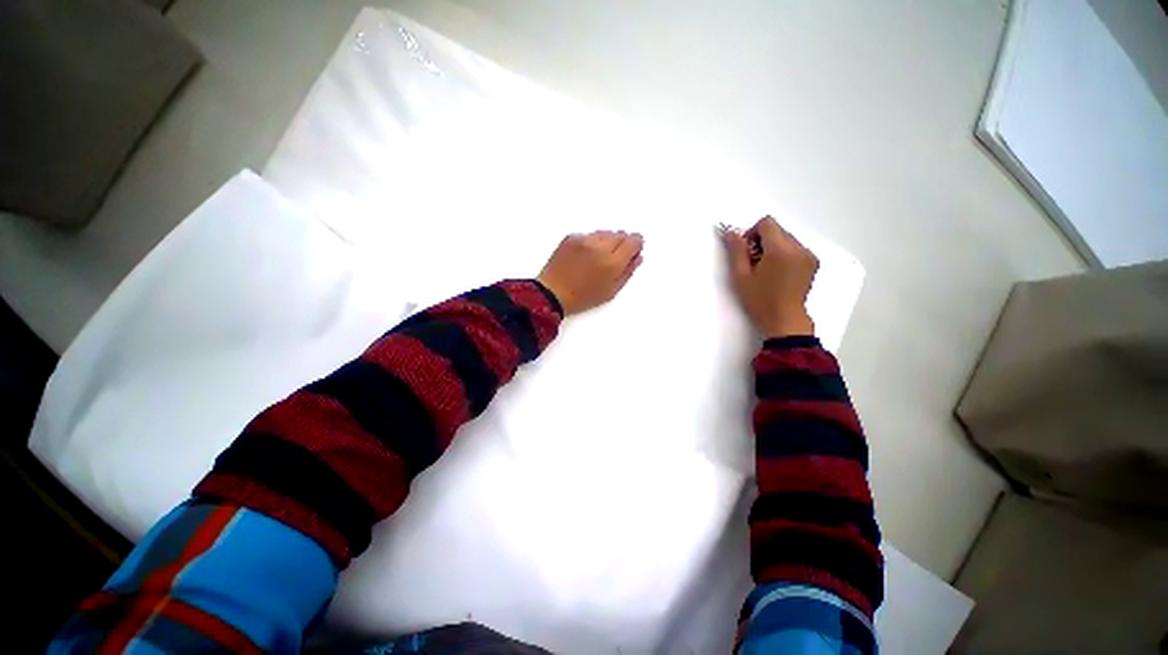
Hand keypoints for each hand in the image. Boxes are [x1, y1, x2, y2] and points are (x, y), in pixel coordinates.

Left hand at [537, 231, 643, 314]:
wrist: (551, 293)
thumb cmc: (583, 297)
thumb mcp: (611, 291)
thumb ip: (628, 272)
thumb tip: (638, 257)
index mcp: (612, 262)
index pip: (634, 240)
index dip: (636, 245)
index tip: (632, 252)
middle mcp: (600, 245)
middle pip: (620, 234)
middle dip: (622, 244)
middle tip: (613, 259)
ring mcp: (584, 239)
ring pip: (605, 233)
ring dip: (607, 242)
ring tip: (597, 259)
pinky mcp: (571, 237)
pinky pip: (590, 235)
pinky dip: (592, 242)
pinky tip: (585, 256)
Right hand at [721, 216, 817, 338]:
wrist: (784, 320)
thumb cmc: (759, 300)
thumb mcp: (741, 276)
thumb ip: (736, 251)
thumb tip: (730, 232)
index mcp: (780, 250)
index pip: (767, 223)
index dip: (752, 232)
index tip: (746, 251)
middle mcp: (799, 248)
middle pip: (777, 230)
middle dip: (762, 241)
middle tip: (753, 263)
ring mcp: (808, 255)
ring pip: (786, 238)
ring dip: (773, 247)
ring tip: (766, 270)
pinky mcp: (813, 262)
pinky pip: (795, 248)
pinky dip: (784, 254)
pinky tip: (778, 273)